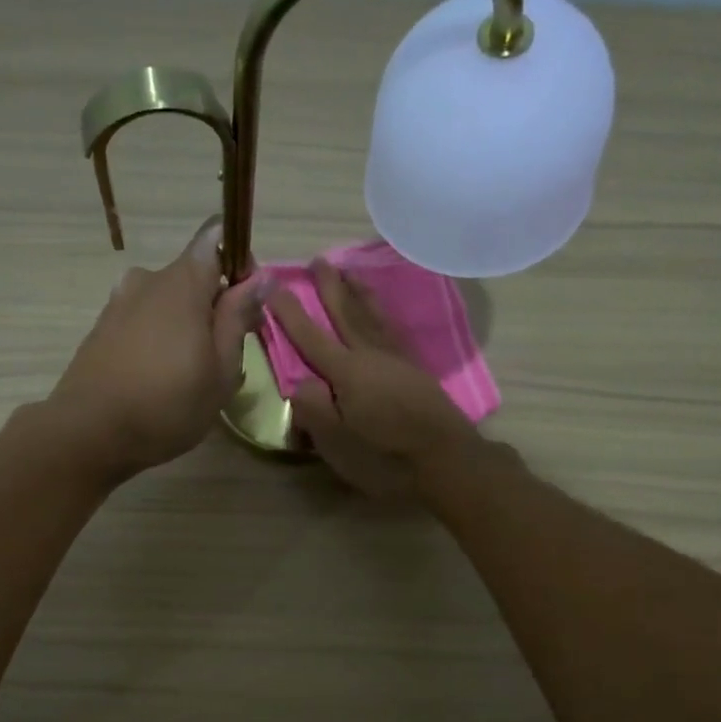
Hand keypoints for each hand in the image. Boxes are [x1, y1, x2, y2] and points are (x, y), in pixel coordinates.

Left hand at [47, 218, 264, 477]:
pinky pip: (143, 321)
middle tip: (227, 354)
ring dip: (186, 325)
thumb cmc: (168, 404)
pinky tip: (160, 379)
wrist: (90, 432)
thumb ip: (238, 318)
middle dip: (215, 304)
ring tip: (192, 373)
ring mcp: (119, 302)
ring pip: (166, 301)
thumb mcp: (221, 369)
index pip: (216, 239)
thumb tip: (259, 278)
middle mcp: (148, 279)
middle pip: (192, 275)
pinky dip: (159, 338)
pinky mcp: (101, 328)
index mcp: (183, 282)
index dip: (239, 263)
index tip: (248, 304)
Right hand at [268, 259, 482, 498]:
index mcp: (348, 372)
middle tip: (318, 260)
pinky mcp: (418, 372)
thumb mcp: (337, 443)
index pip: (311, 337)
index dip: (289, 312)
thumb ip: (313, 409)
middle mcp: (372, 356)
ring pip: (375, 317)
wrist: (447, 461)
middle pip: (347, 314)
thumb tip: (299, 383)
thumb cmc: (386, 457)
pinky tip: (383, 316)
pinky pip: (394, 330)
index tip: (273, 284)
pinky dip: (384, 315)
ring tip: (351, 273)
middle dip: (331, 288)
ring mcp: (399, 361)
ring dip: (360, 294)